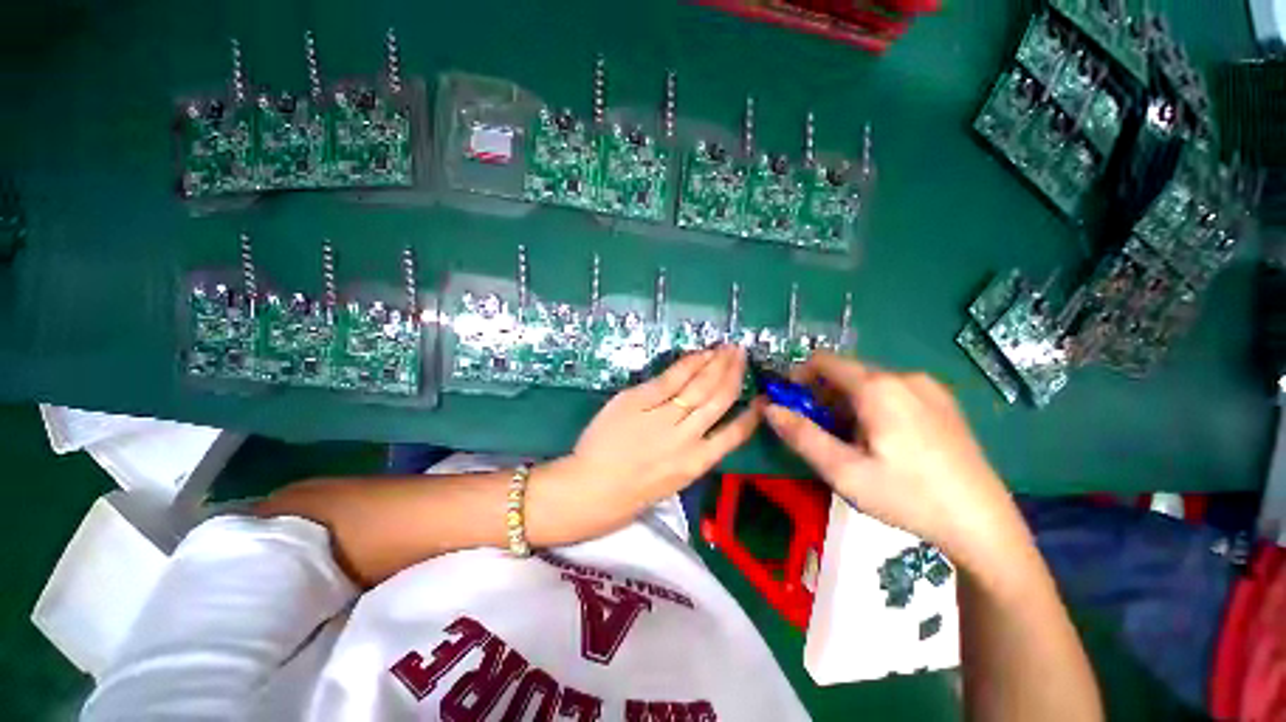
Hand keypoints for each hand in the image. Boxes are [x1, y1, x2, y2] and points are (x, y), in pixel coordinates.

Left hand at [536, 346, 761, 538]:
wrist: (590, 490)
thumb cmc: (630, 492)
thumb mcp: (672, 479)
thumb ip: (691, 451)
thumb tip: (702, 420)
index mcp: (697, 463)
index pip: (735, 434)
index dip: (751, 413)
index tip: (762, 396)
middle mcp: (687, 439)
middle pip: (719, 400)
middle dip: (734, 374)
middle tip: (742, 354)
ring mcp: (663, 418)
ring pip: (699, 386)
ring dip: (717, 364)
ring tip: (728, 349)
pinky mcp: (638, 401)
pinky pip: (670, 378)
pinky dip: (688, 364)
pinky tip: (699, 354)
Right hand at [763, 352, 1028, 566]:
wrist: (983, 525)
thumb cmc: (907, 497)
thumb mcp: (844, 471)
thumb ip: (801, 435)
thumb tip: (768, 408)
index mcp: (879, 387)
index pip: (823, 362)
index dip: (798, 377)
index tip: (790, 404)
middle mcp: (904, 377)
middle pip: (846, 373)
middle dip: (823, 396)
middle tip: (821, 433)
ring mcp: (929, 388)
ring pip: (869, 383)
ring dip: (847, 404)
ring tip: (853, 443)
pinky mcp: (943, 402)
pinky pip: (893, 392)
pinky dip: (873, 407)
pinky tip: (884, 442)